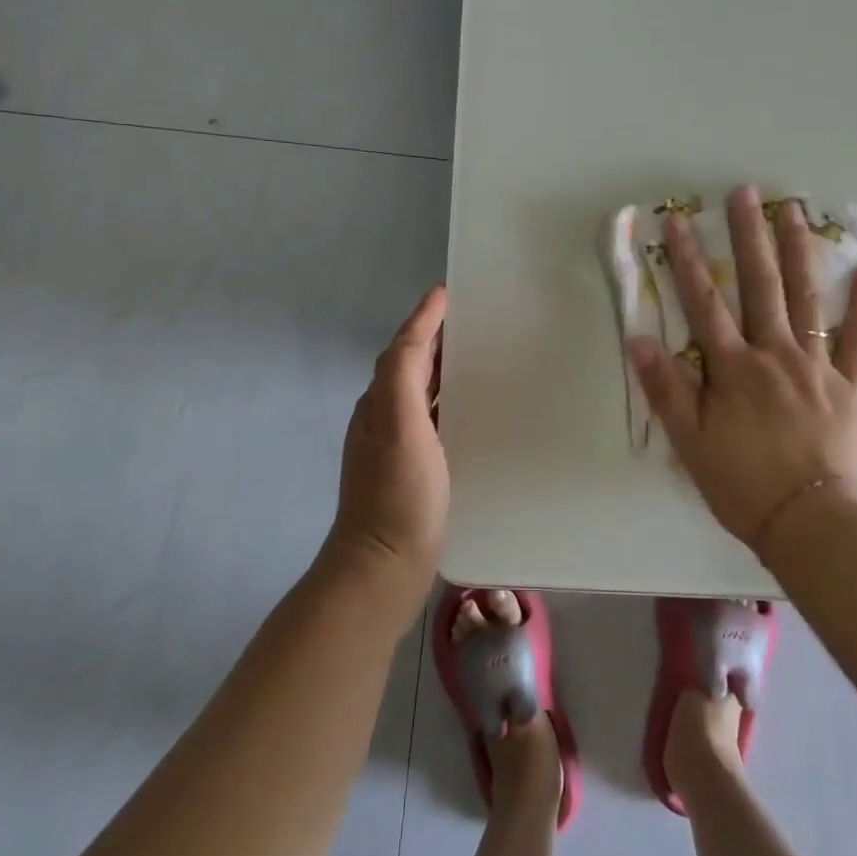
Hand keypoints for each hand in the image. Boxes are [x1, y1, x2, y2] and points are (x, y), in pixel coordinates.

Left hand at [329, 285, 448, 586]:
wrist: (383, 563)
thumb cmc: (398, 490)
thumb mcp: (399, 420)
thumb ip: (403, 371)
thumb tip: (419, 325)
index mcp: (379, 401)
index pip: (402, 347)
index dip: (423, 318)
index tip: (448, 292)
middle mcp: (382, 418)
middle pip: (409, 367)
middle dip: (435, 340)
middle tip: (473, 322)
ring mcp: (395, 448)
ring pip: (419, 394)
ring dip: (441, 372)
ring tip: (477, 359)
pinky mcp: (412, 473)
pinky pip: (431, 422)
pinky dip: (447, 405)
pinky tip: (469, 415)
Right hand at [628, 186, 856, 554]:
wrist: (810, 521)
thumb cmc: (742, 484)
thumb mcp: (690, 442)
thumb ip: (666, 389)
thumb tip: (639, 340)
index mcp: (734, 368)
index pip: (705, 304)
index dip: (688, 261)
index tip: (676, 221)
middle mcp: (775, 355)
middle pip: (760, 286)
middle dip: (749, 236)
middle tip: (745, 193)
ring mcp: (817, 366)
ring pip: (807, 299)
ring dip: (799, 252)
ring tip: (794, 210)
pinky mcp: (849, 385)